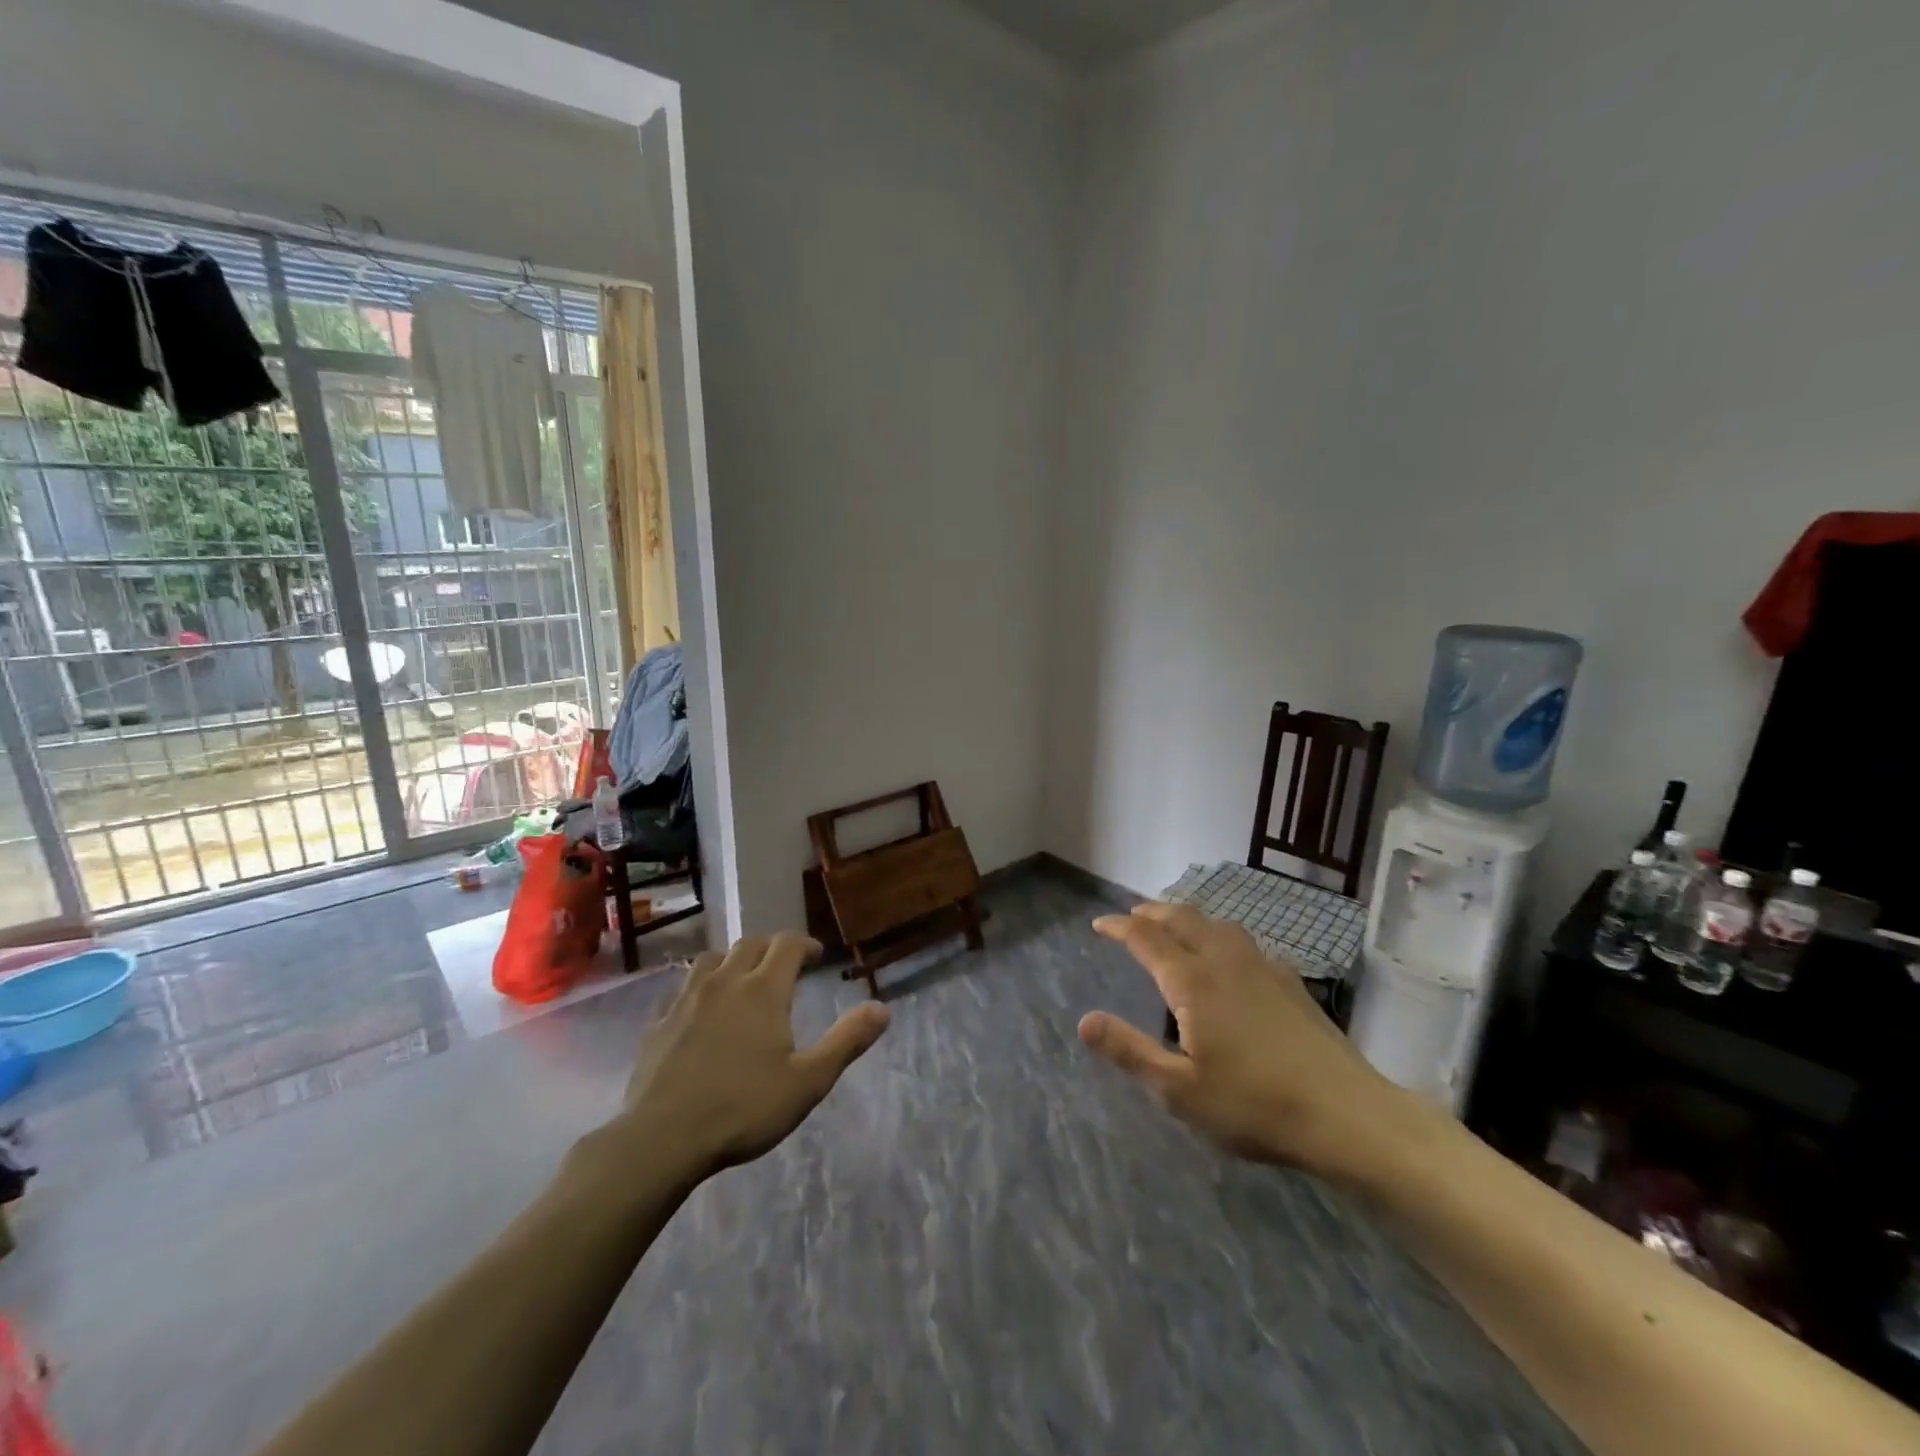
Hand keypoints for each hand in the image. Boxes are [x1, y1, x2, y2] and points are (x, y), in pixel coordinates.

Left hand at [609, 932, 891, 1180]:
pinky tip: (701, 1010)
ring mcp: (686, 1000)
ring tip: (743, 978)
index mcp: (763, 990)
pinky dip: (699, 987)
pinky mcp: (659, 1023)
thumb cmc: (743, 1109)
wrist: (661, 1140)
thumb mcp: (808, 1082)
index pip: (787, 945)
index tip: (816, 956)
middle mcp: (725, 982)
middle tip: (786, 965)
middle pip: (750, 944)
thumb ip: (846, 1041)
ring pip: (712, 959)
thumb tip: (882, 1008)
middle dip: (772, 948)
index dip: (805, 944)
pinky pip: (681, 988)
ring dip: (733, 960)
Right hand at [1079, 903, 1409, 1180]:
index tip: (1099, 923)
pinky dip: (1217, 934)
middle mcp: (1224, 960)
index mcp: (1193, 980)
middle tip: (1131, 916)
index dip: (1119, 927)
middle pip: (1182, 919)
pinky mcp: (1289, 980)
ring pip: (1215, 924)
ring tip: (1173, 925)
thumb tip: (1084, 1021)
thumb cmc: (1255, 1105)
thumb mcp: (1180, 1090)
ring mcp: (1262, 966)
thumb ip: (1129, 1051)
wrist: (1347, 1114)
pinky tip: (1226, 956)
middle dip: (1152, 912)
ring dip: (1186, 917)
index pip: (1147, 938)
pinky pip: (1241, 940)